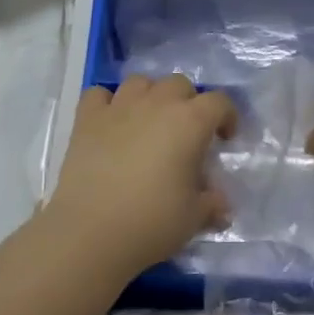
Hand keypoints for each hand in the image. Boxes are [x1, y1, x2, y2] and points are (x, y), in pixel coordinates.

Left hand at [43, 75, 236, 274]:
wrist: (90, 232)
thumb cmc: (152, 222)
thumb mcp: (194, 217)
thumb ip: (212, 204)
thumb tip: (220, 204)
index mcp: (189, 122)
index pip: (219, 102)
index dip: (227, 116)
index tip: (225, 139)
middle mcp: (155, 104)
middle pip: (179, 84)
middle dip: (188, 102)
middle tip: (186, 133)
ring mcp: (118, 108)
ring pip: (140, 82)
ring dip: (150, 96)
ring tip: (149, 122)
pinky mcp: (86, 120)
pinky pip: (99, 94)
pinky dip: (108, 103)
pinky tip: (111, 123)